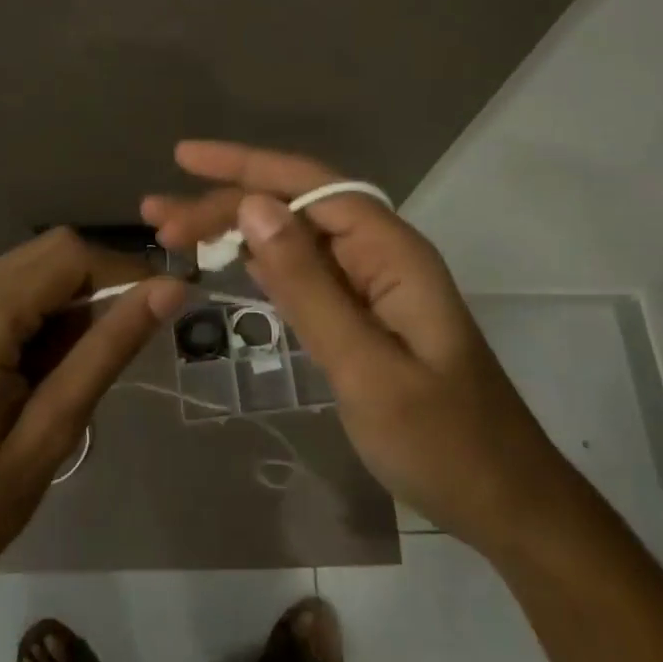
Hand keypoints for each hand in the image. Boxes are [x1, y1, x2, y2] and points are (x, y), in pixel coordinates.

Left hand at [0, 228, 185, 610]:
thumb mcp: (50, 432)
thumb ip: (107, 350)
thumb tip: (170, 290)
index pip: (71, 254)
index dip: (126, 272)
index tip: (165, 310)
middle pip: (50, 252)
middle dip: (100, 284)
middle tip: (128, 344)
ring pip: (31, 270)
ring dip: (71, 302)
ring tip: (85, 367)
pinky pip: (6, 293)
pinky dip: (42, 314)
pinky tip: (47, 369)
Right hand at [143, 141, 563, 551]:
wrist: (504, 503)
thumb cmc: (441, 442)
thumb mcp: (366, 366)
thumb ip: (307, 285)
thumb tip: (252, 206)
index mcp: (391, 253)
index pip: (309, 185)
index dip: (245, 165)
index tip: (184, 158)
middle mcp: (380, 255)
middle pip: (295, 206)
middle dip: (226, 201)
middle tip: (158, 217)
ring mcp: (371, 285)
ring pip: (293, 237)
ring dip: (235, 228)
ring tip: (172, 229)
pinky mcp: (361, 315)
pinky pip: (302, 271)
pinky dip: (259, 262)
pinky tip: (224, 259)